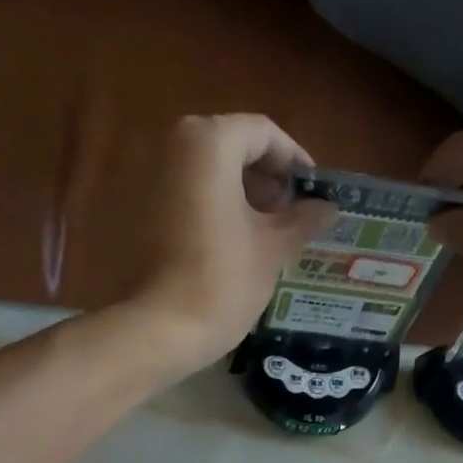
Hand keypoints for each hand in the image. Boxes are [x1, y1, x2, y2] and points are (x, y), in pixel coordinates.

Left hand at [123, 114, 336, 374]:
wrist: (160, 329)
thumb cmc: (223, 280)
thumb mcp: (273, 248)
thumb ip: (302, 219)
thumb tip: (327, 208)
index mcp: (209, 141)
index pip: (263, 133)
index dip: (294, 161)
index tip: (314, 193)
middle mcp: (171, 146)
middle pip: (231, 149)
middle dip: (266, 179)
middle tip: (293, 215)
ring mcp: (147, 179)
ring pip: (206, 174)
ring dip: (240, 197)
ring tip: (267, 234)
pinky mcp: (135, 212)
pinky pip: (184, 198)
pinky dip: (212, 211)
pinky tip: (232, 246)